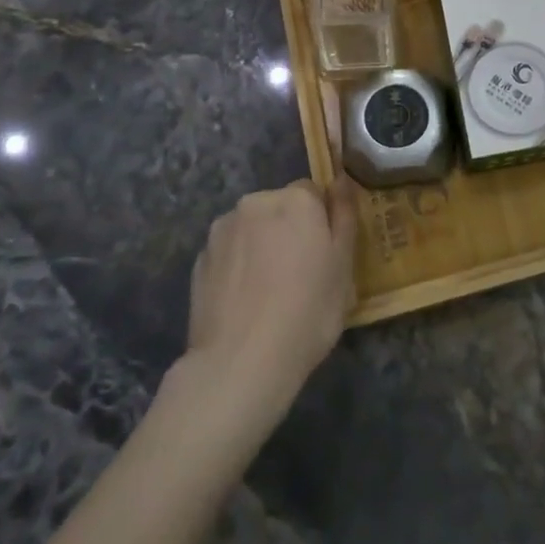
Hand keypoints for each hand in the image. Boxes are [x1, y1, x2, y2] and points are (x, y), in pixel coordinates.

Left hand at [186, 176, 357, 420]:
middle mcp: (256, 202)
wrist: (241, 363)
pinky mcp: (200, 259)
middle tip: (299, 275)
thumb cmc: (308, 311)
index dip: (321, 222)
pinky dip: (238, 266)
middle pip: (280, 208)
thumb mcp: (344, 266)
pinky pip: (229, 253)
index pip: (314, 193)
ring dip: (261, 245)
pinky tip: (244, 302)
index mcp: (296, 200)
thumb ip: (344, 215)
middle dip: (288, 230)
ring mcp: (222, 230)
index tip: (323, 255)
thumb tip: (342, 180)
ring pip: (252, 229)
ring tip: (267, 292)